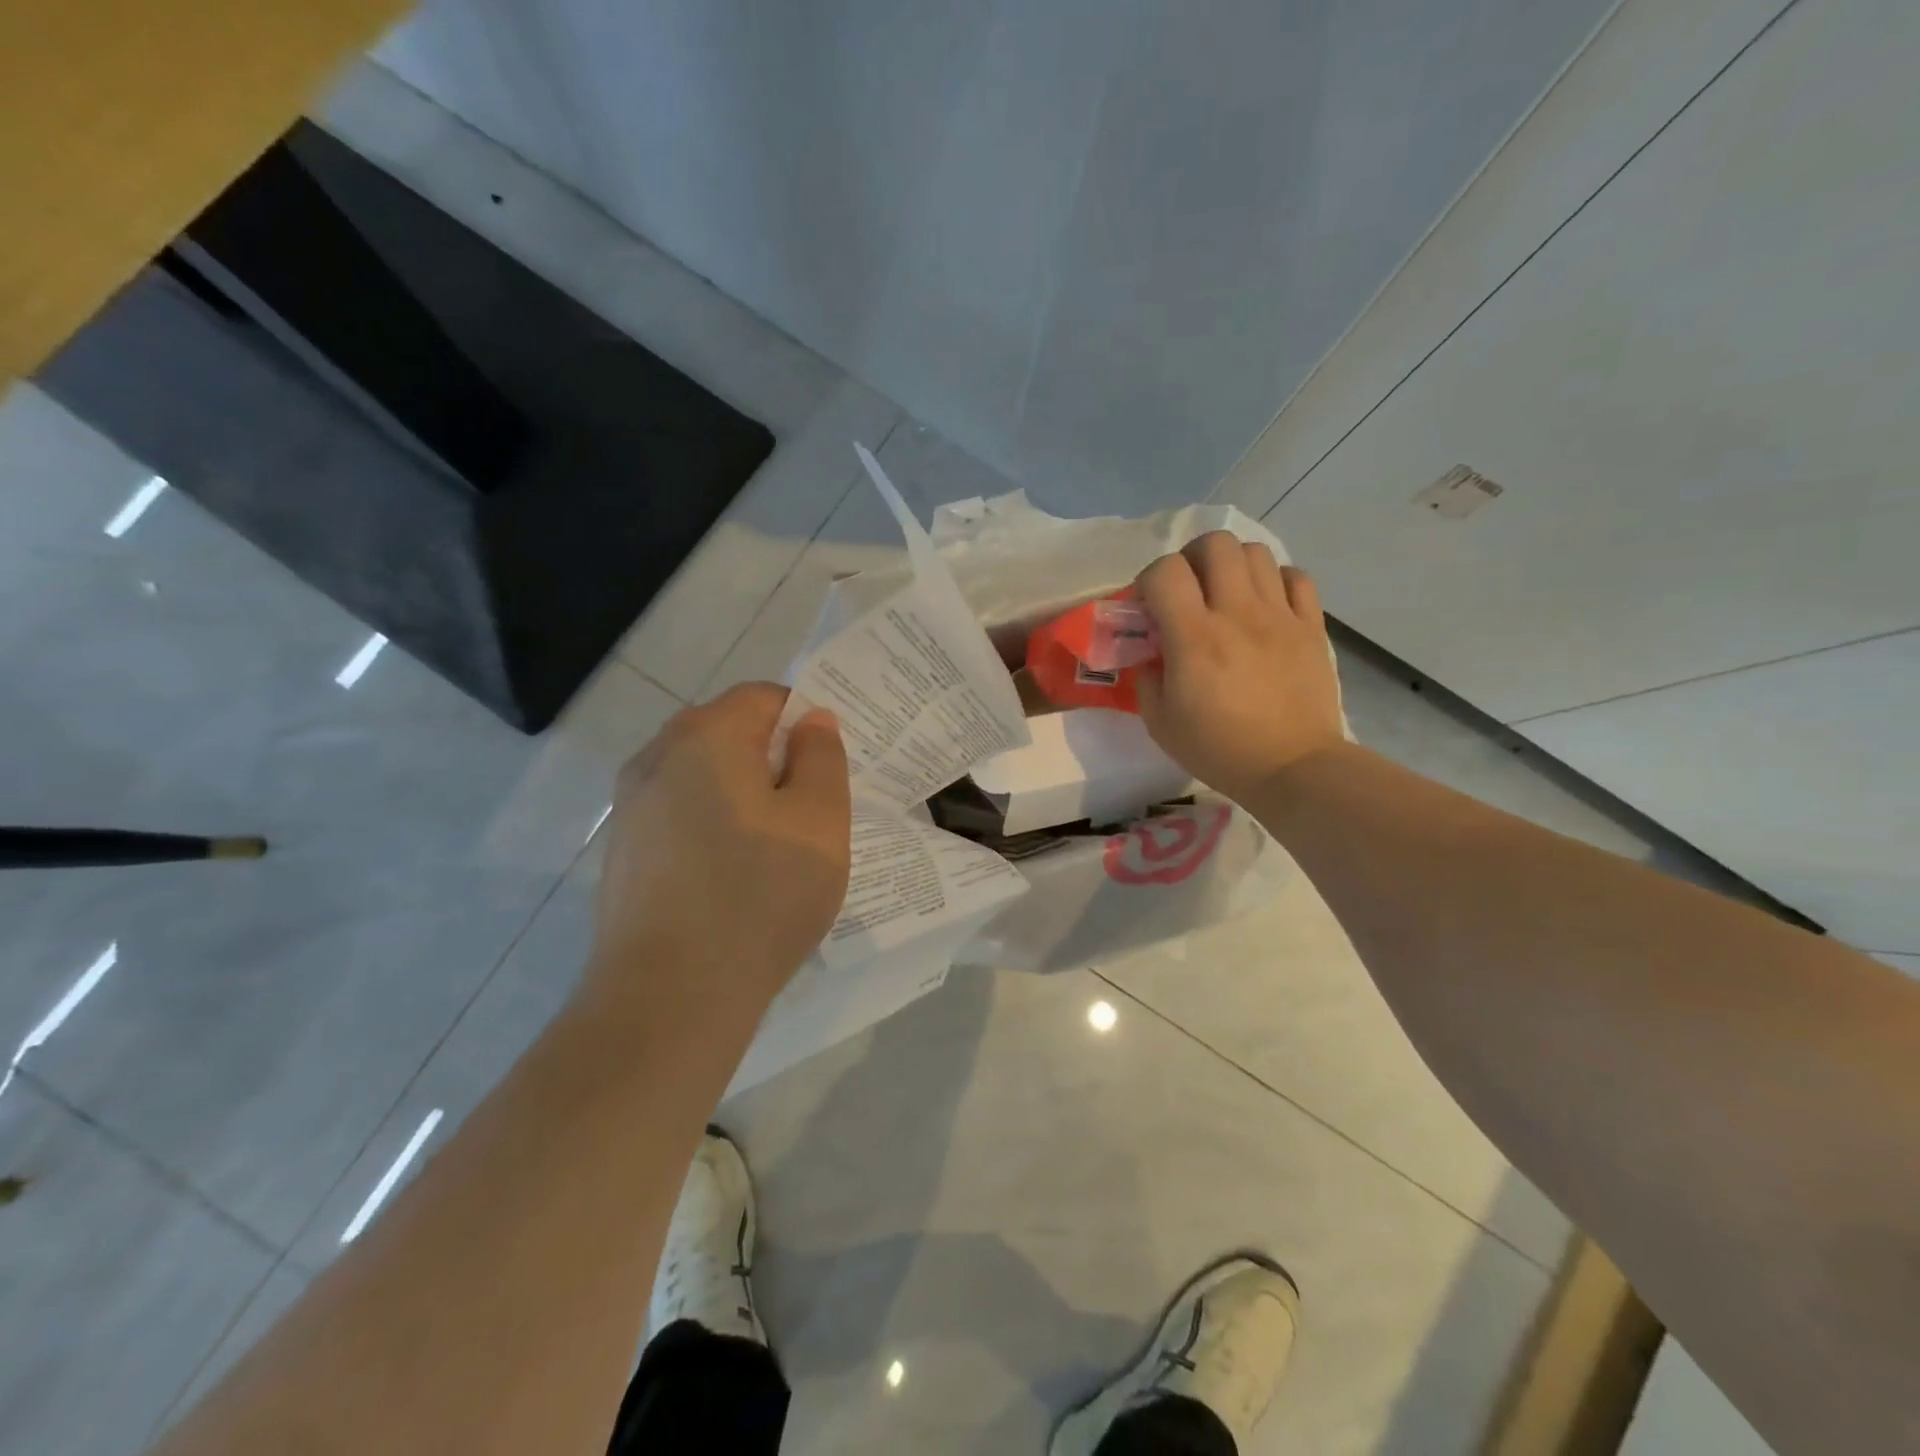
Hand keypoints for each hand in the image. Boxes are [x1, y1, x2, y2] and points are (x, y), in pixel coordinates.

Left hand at [587, 683, 850, 1011]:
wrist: (670, 998)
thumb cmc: (760, 896)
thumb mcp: (820, 820)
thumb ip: (822, 757)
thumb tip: (811, 721)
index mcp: (706, 736)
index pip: (763, 697)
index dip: (804, 720)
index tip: (830, 765)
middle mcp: (657, 758)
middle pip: (728, 732)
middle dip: (773, 757)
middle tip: (812, 806)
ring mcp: (631, 808)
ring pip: (702, 777)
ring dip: (743, 794)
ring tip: (777, 846)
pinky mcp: (623, 854)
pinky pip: (680, 816)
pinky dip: (713, 826)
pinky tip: (735, 876)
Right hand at [1135, 532, 1344, 802]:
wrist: (1293, 767)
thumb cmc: (1219, 749)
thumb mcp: (1160, 722)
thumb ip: (1146, 678)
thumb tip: (1151, 652)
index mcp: (1194, 638)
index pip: (1166, 571)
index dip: (1150, 579)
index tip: (1149, 606)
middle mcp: (1237, 614)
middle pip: (1216, 544)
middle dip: (1193, 558)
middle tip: (1188, 589)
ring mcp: (1280, 616)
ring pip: (1256, 553)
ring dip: (1232, 565)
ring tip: (1226, 594)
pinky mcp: (1311, 626)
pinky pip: (1296, 577)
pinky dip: (1275, 581)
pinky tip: (1265, 605)